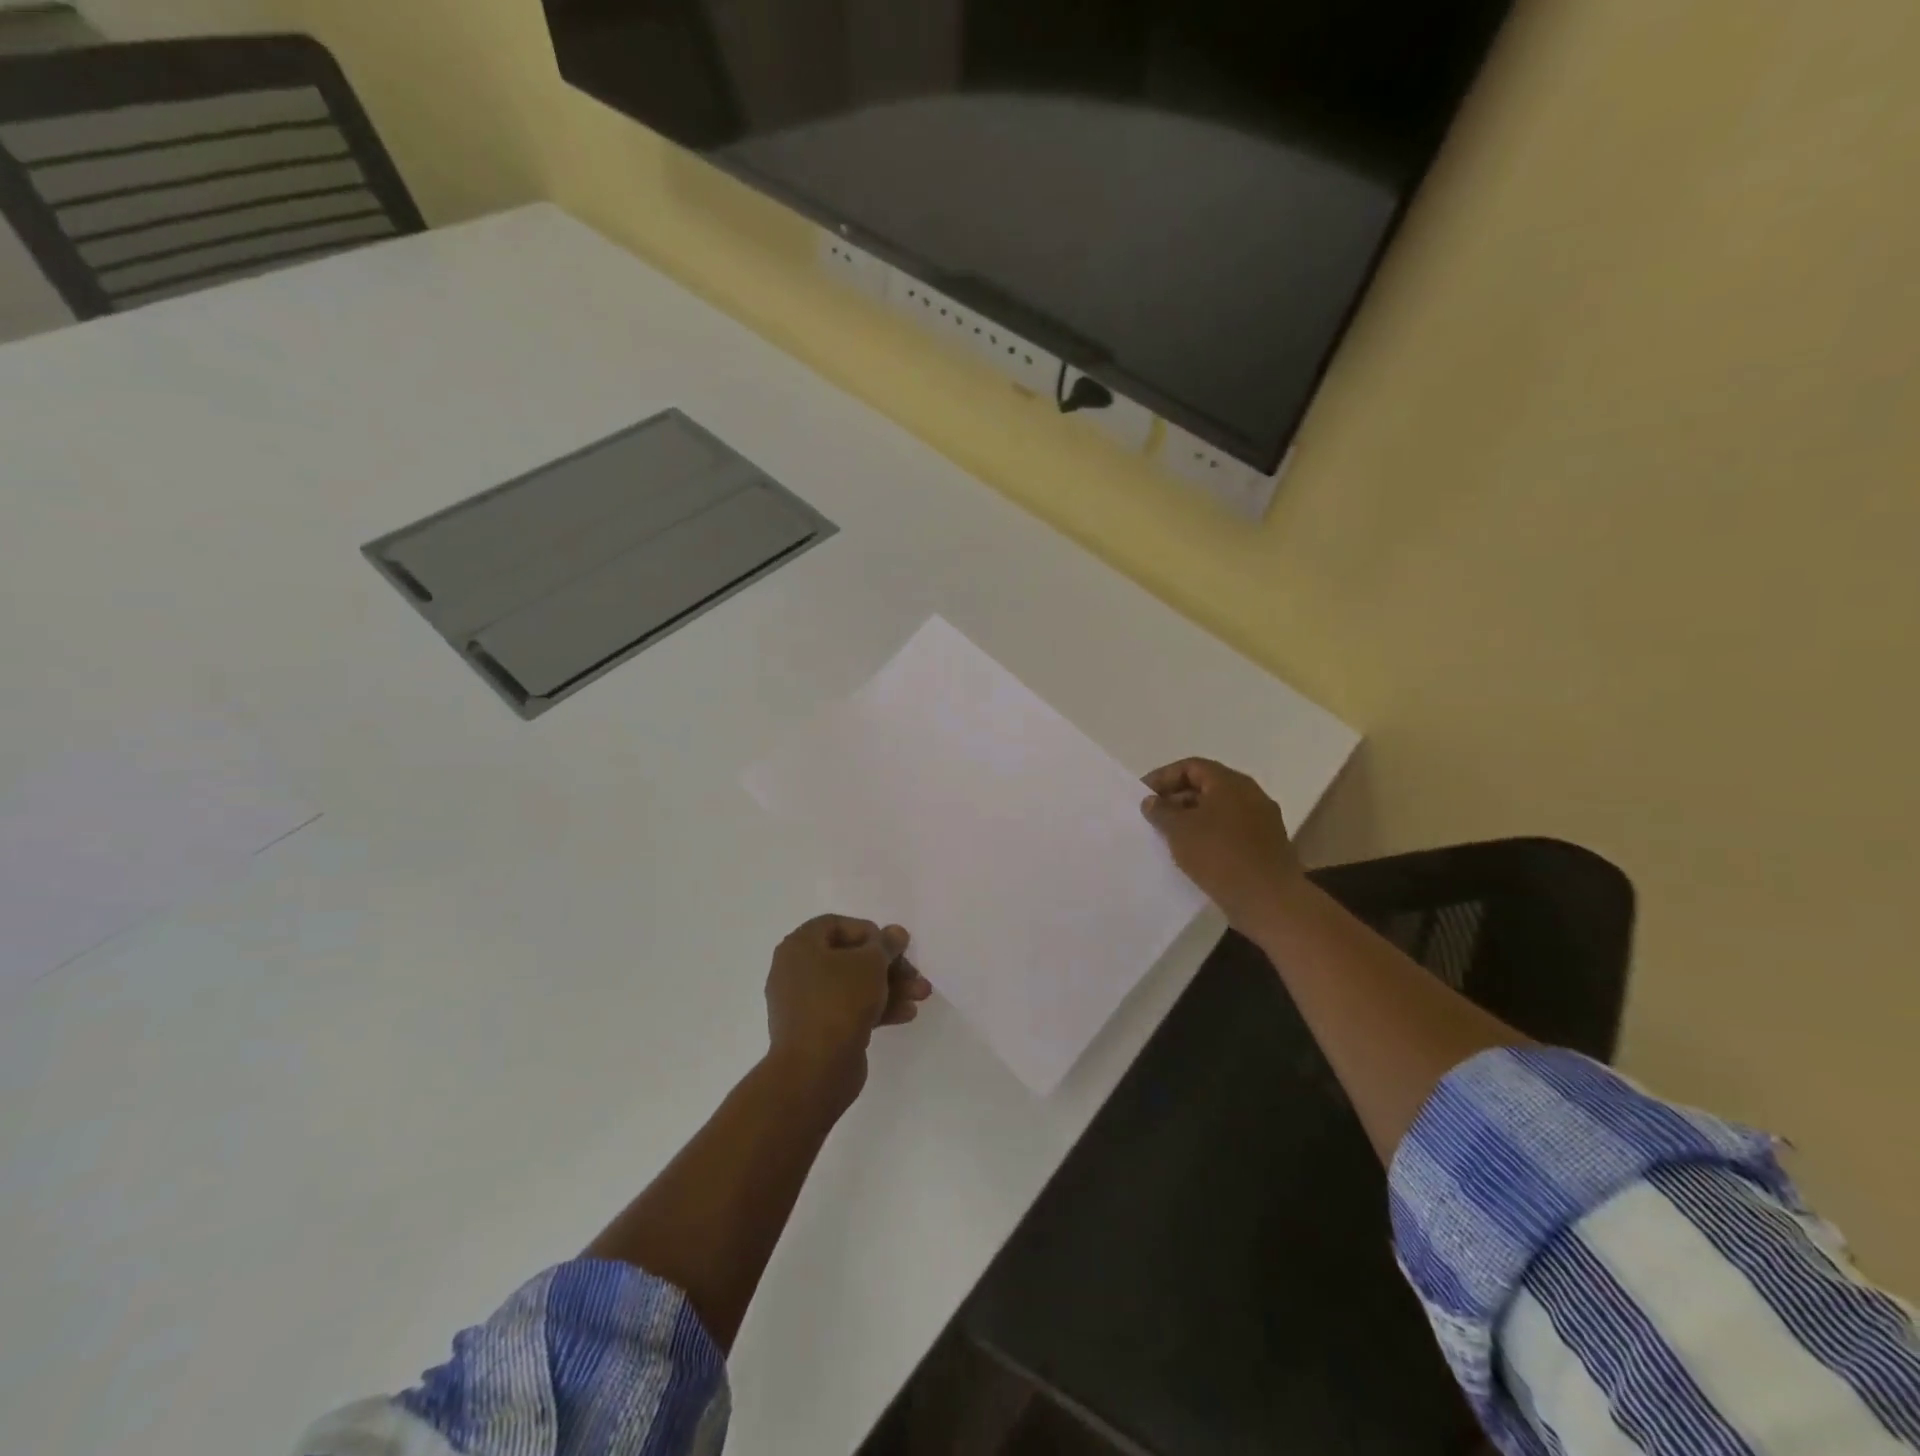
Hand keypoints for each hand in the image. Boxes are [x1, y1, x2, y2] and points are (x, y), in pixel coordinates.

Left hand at [765, 915, 931, 1099]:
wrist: (814, 1070)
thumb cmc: (839, 1002)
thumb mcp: (871, 963)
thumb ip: (886, 944)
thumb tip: (895, 933)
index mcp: (800, 946)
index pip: (836, 925)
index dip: (868, 931)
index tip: (892, 945)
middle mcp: (797, 971)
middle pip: (849, 958)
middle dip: (888, 965)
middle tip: (915, 973)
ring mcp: (806, 1004)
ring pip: (853, 986)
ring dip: (890, 987)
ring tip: (921, 995)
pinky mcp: (817, 1031)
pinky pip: (849, 1010)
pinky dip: (876, 1008)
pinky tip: (906, 1014)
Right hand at [1141, 758, 1308, 934]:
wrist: (1268, 899)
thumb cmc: (1219, 856)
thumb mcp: (1179, 830)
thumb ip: (1161, 811)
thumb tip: (1151, 800)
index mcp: (1230, 783)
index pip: (1191, 766)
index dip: (1163, 777)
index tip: (1143, 796)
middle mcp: (1250, 795)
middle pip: (1206, 786)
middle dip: (1176, 798)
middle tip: (1153, 817)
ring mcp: (1261, 821)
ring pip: (1218, 810)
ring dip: (1192, 819)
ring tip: (1169, 837)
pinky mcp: (1265, 845)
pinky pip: (1230, 831)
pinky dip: (1209, 836)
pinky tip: (1193, 854)